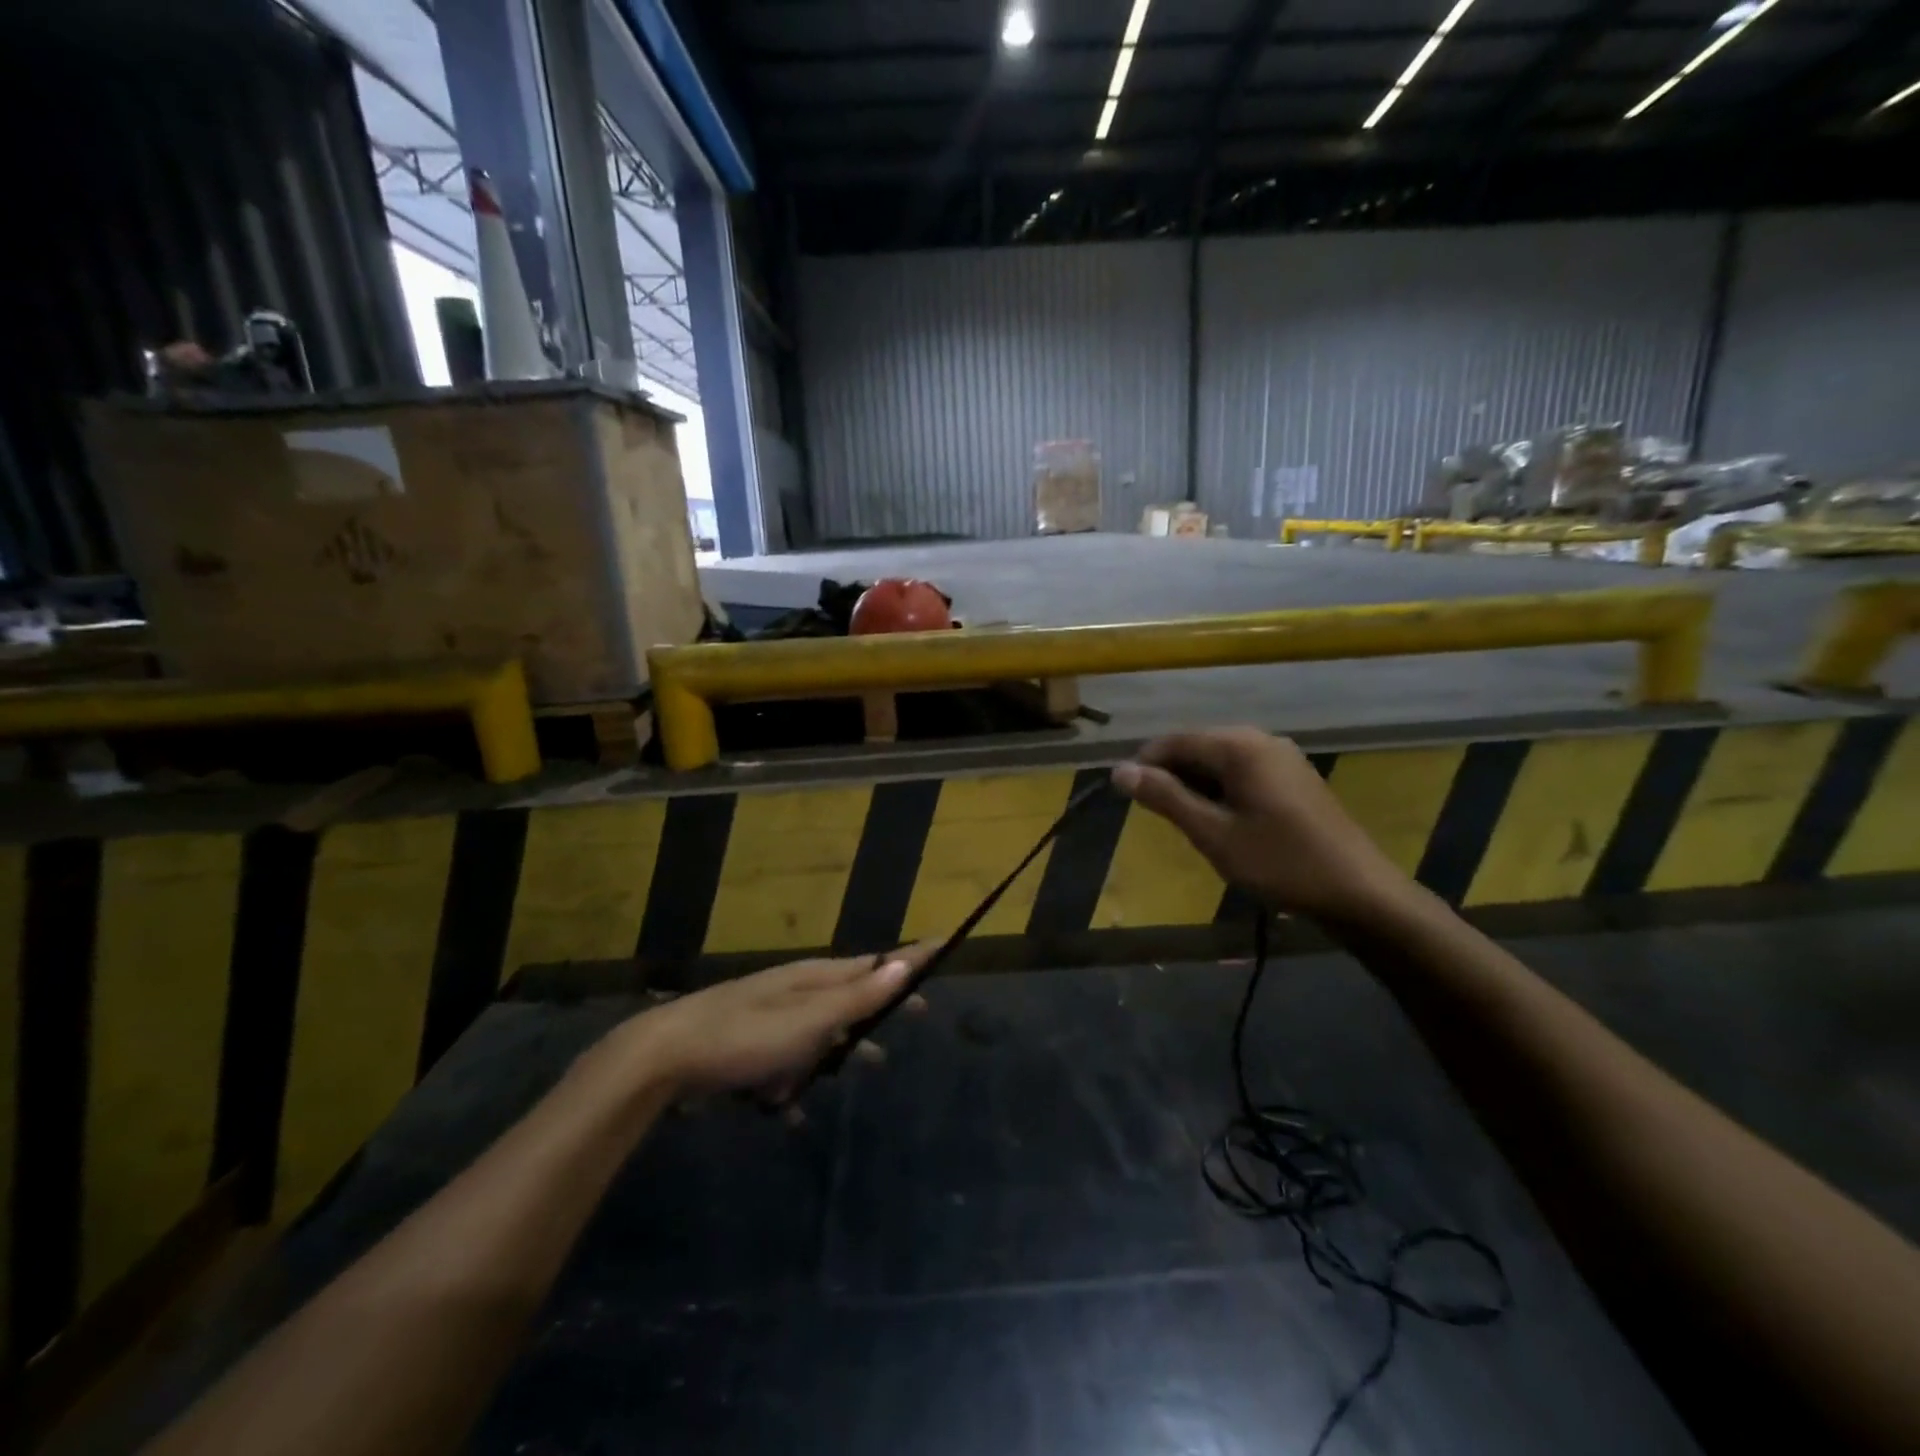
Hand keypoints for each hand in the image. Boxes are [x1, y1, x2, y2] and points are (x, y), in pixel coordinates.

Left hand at [609, 947, 932, 1100]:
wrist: (666, 1056)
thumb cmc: (747, 1035)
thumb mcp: (810, 1018)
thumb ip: (858, 996)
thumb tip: (904, 964)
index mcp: (815, 978)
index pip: (874, 963)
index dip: (909, 960)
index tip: (942, 948)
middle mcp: (796, 991)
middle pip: (852, 995)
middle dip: (883, 1006)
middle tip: (919, 1014)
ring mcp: (771, 1017)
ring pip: (821, 1031)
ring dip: (842, 1049)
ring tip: (872, 1062)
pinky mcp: (748, 1046)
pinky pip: (786, 1062)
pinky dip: (794, 1082)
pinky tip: (789, 1113)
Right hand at [1111, 728, 1412, 924]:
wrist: (1358, 891)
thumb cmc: (1279, 862)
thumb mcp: (1213, 833)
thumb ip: (1165, 797)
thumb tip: (1120, 770)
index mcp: (1239, 746)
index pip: (1174, 741)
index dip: (1144, 765)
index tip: (1124, 797)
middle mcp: (1260, 740)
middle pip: (1198, 746)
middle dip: (1170, 776)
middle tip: (1156, 817)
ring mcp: (1282, 757)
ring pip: (1220, 760)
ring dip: (1195, 785)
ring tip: (1186, 823)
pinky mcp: (1294, 777)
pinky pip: (1242, 771)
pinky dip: (1221, 790)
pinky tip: (1221, 821)